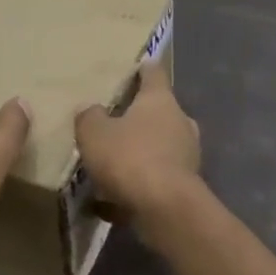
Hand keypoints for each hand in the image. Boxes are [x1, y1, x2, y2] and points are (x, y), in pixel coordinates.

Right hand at [74, 63, 201, 224]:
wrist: (165, 209)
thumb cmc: (130, 157)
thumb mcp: (94, 133)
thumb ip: (89, 117)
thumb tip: (90, 109)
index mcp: (160, 100)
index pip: (154, 73)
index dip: (144, 68)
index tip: (137, 65)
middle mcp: (179, 122)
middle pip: (159, 111)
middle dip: (139, 116)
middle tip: (115, 120)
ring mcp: (186, 155)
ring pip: (158, 146)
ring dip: (139, 152)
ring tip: (110, 163)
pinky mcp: (184, 186)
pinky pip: (154, 179)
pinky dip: (136, 185)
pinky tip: (108, 202)